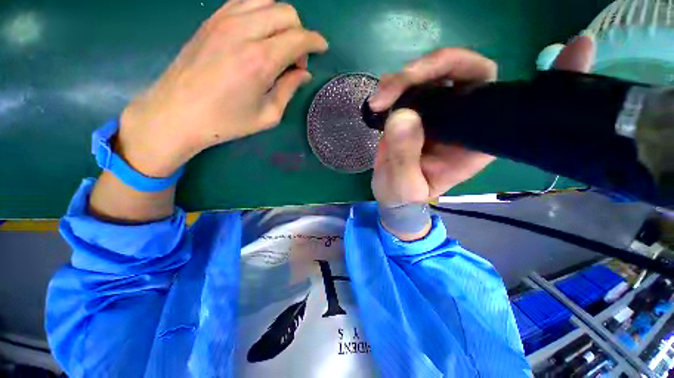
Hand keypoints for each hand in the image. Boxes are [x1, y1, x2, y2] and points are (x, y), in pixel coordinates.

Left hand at [117, 0, 327, 176]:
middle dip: (299, 33)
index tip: (322, 49)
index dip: (315, 42)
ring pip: (266, 1)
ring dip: (281, 20)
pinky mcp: (211, 20)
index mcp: (261, 60)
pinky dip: (260, 13)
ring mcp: (224, 20)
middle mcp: (244, 31)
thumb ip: (289, 89)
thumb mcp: (268, 115)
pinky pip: (244, 2)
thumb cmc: (227, 121)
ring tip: (277, 45)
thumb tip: (304, 74)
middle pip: (286, 12)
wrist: (177, 113)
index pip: (299, 37)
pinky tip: (258, 34)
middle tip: (295, 59)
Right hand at [369, 35, 595, 207]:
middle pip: (468, 73)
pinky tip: (379, 99)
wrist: (391, 195)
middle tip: (400, 82)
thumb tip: (403, 115)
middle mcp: (465, 120)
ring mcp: (439, 112)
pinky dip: (395, 85)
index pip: (517, 104)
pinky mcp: (417, 110)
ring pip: (436, 74)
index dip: (551, 78)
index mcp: (476, 143)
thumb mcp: (405, 187)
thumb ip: (404, 157)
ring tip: (381, 97)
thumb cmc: (404, 197)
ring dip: (407, 77)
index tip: (579, 46)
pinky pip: (412, 85)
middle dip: (434, 67)